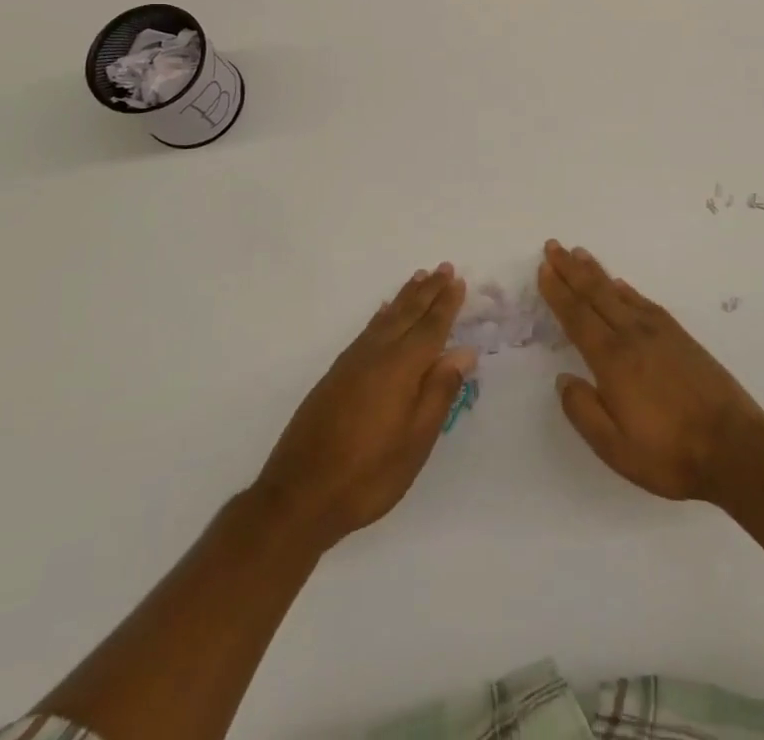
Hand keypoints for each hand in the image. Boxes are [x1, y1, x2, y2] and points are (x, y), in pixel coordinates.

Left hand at [253, 264, 475, 551]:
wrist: (299, 496)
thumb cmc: (368, 474)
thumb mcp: (416, 441)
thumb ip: (440, 392)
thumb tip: (463, 351)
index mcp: (401, 368)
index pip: (430, 328)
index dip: (446, 305)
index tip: (458, 280)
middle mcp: (376, 355)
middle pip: (407, 315)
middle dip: (428, 292)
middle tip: (443, 268)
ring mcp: (352, 363)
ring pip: (385, 319)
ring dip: (405, 297)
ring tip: (419, 278)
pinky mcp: (335, 375)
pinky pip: (367, 331)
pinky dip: (380, 316)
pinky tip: (383, 313)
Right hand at [537, 240, 763, 502]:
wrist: (735, 448)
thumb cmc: (670, 454)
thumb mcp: (615, 448)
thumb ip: (583, 411)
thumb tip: (563, 379)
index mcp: (613, 360)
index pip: (577, 317)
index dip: (558, 292)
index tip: (543, 268)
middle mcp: (633, 336)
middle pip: (596, 294)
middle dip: (571, 269)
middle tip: (553, 245)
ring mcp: (660, 333)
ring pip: (619, 292)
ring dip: (596, 272)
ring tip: (579, 254)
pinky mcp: (681, 337)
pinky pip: (645, 302)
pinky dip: (627, 289)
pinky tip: (620, 285)